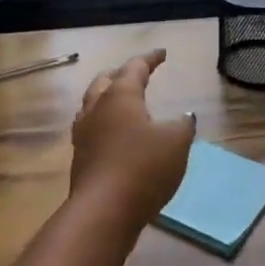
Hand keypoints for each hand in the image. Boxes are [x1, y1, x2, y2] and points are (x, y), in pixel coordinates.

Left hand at [69, 50, 195, 223]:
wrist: (104, 211)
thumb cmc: (143, 167)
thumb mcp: (176, 142)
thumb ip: (183, 125)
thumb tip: (183, 117)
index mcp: (120, 96)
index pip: (135, 68)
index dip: (150, 59)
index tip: (162, 54)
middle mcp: (96, 109)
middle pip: (105, 81)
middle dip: (121, 74)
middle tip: (136, 74)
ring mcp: (83, 134)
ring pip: (92, 104)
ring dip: (106, 97)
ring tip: (120, 101)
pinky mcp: (80, 158)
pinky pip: (91, 129)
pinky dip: (104, 123)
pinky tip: (113, 135)